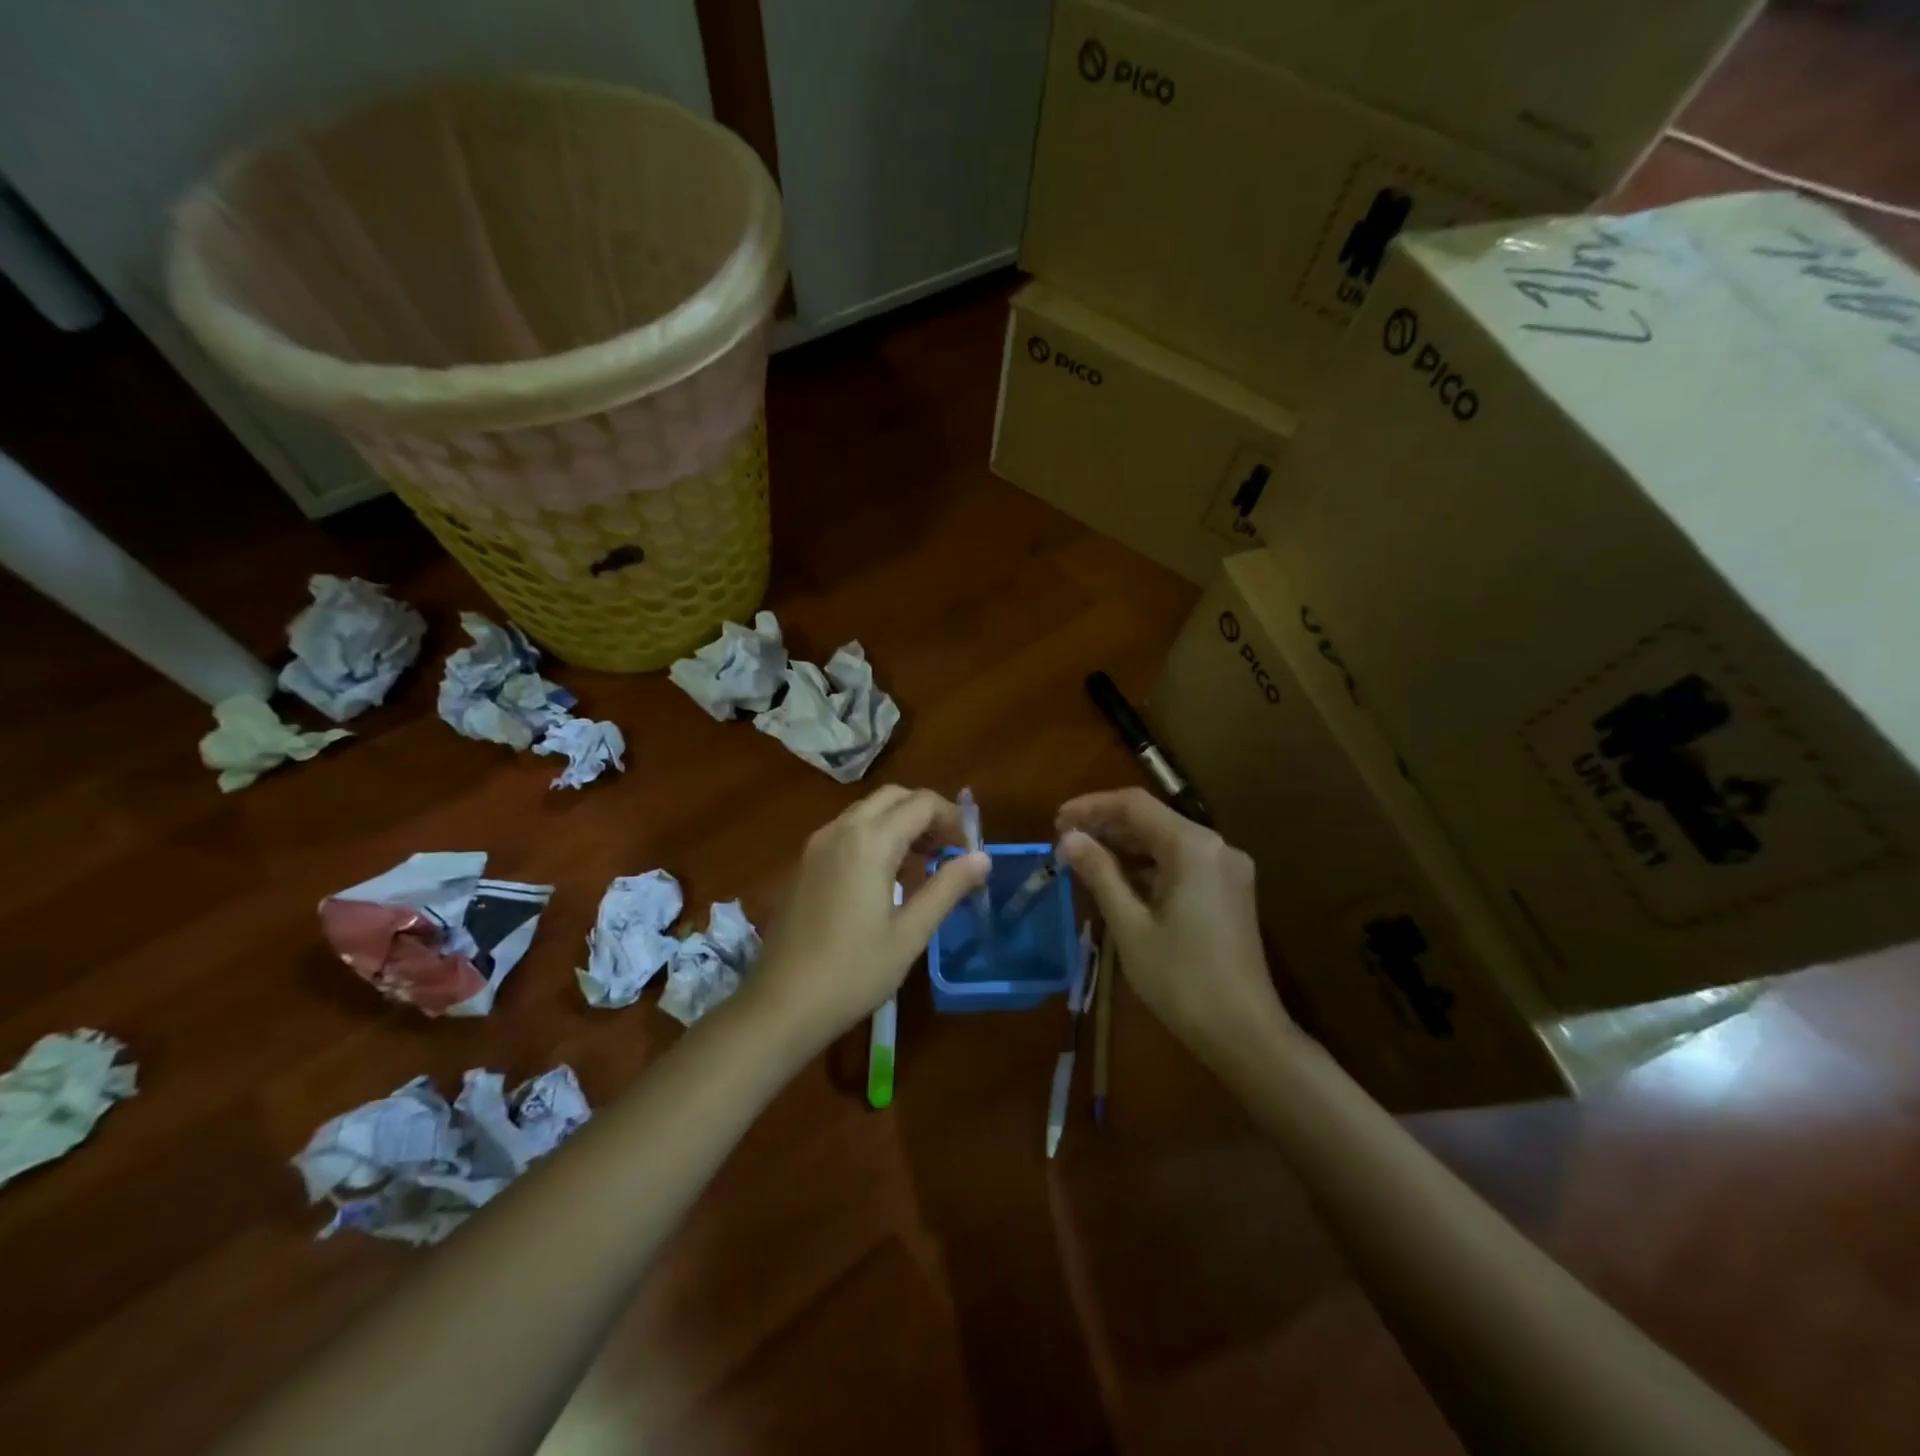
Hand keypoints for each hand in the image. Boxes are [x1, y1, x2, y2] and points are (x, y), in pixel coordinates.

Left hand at [752, 786, 989, 1047]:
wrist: (782, 1004)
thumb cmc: (854, 971)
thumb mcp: (911, 933)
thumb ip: (948, 887)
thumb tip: (982, 857)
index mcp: (869, 841)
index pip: (922, 803)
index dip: (953, 818)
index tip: (969, 850)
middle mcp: (841, 830)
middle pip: (893, 797)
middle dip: (925, 814)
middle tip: (948, 851)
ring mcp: (817, 845)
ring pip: (867, 811)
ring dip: (899, 823)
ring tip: (922, 864)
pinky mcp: (804, 863)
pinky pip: (846, 831)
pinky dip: (874, 836)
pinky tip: (884, 878)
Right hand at [1056, 788, 1292, 1065]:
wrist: (1243, 1032)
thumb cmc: (1181, 978)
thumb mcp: (1130, 925)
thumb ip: (1099, 873)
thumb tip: (1069, 838)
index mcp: (1193, 847)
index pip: (1134, 805)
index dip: (1092, 807)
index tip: (1056, 821)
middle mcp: (1216, 846)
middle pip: (1153, 819)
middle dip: (1107, 826)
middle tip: (1064, 841)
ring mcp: (1227, 869)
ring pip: (1166, 841)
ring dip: (1126, 846)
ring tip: (1084, 859)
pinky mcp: (1229, 891)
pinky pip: (1182, 863)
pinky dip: (1148, 866)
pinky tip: (1119, 880)